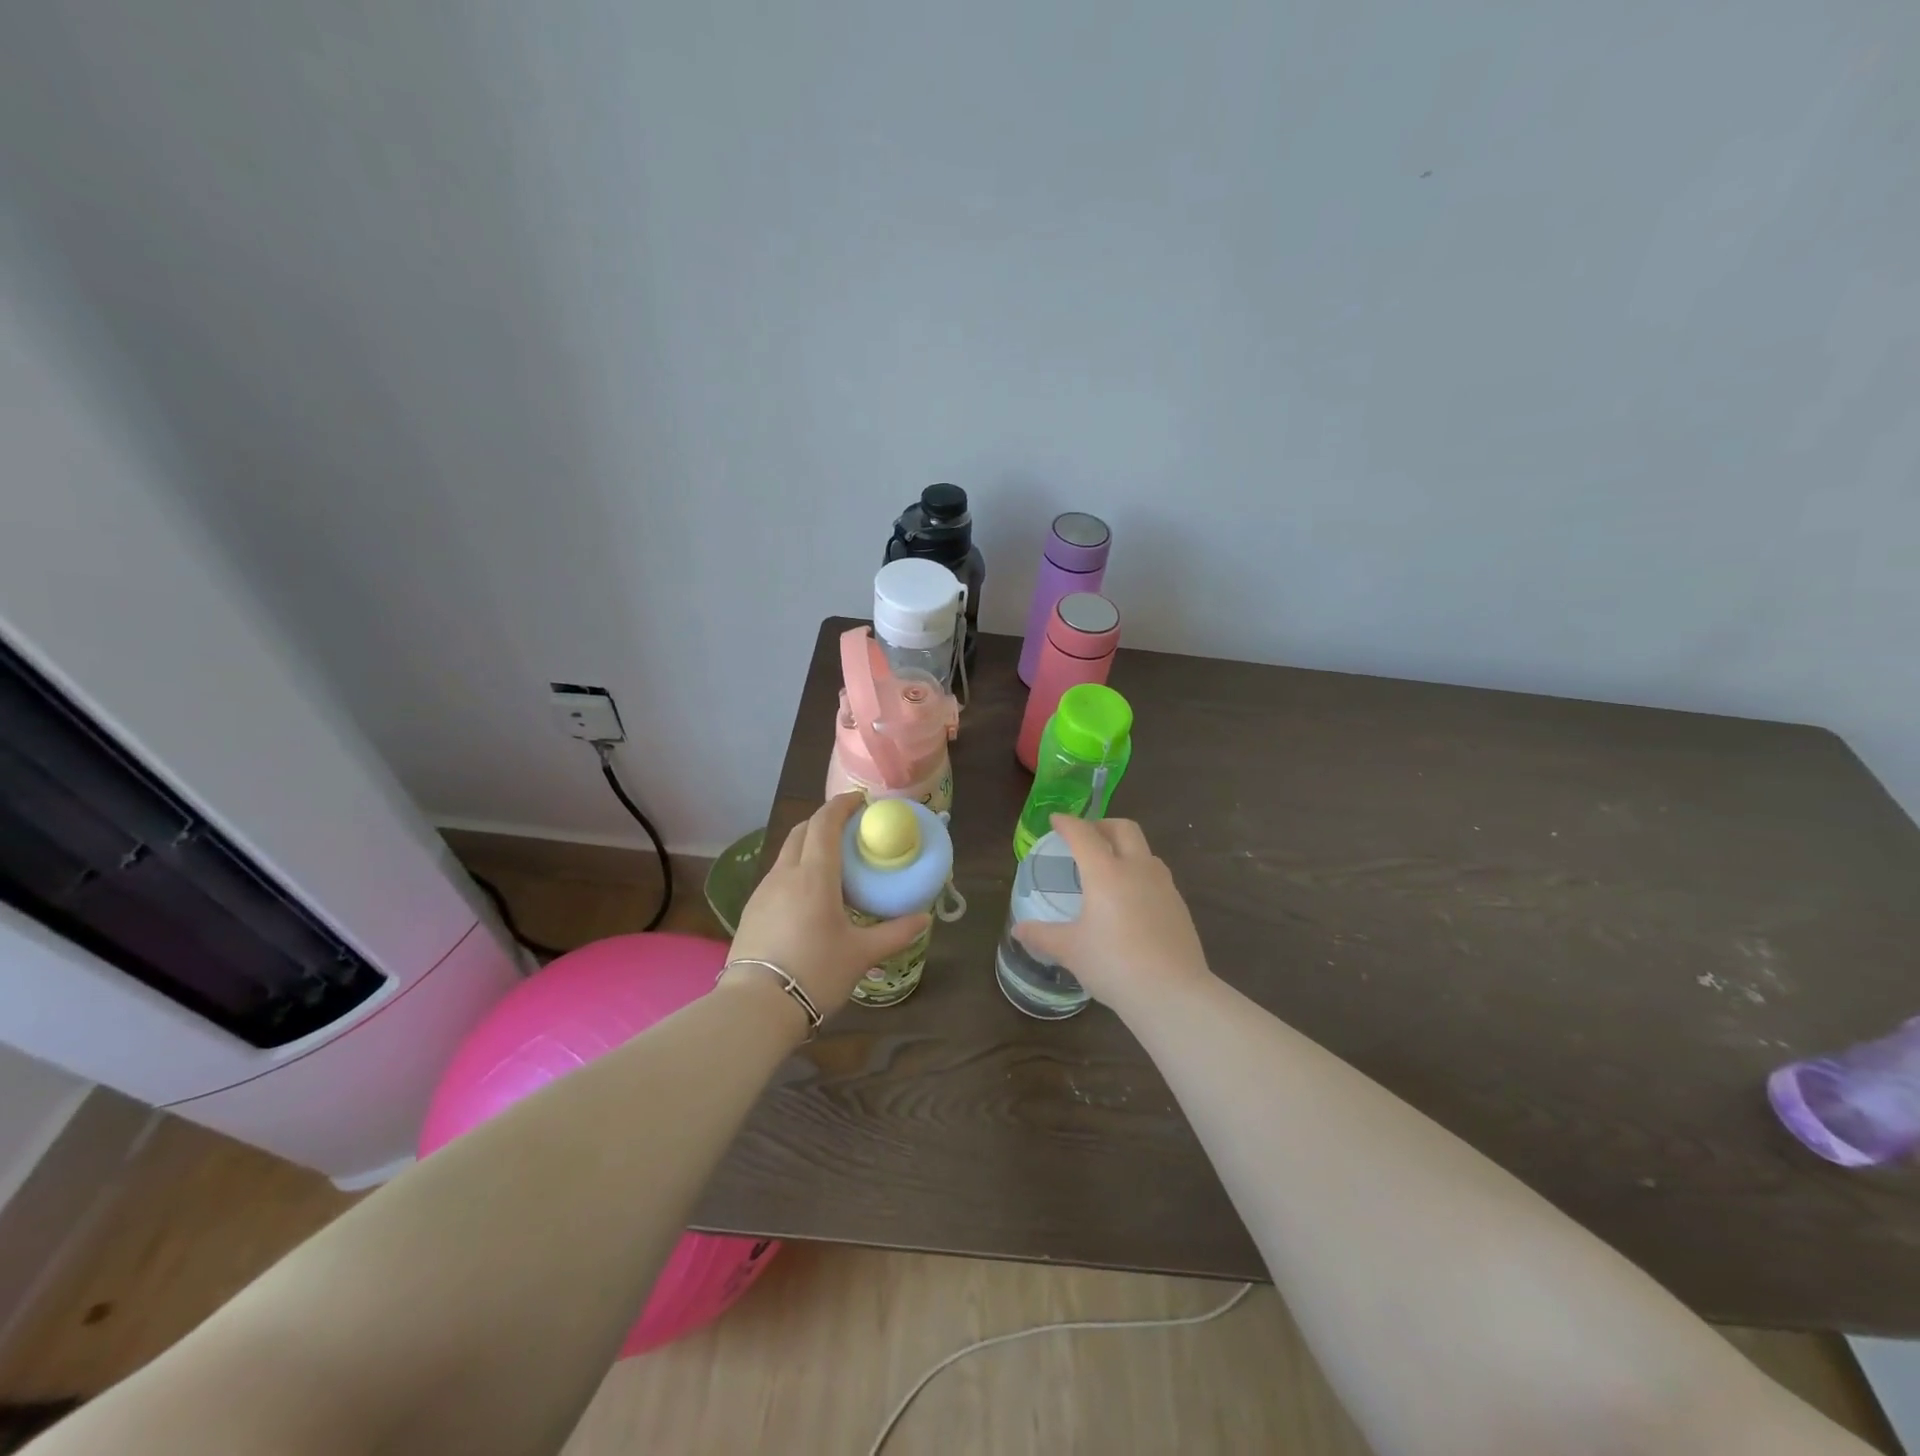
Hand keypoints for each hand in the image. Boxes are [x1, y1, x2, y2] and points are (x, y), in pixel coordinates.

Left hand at [723, 793, 929, 1022]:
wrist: (757, 1006)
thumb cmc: (815, 972)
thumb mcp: (861, 955)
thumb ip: (895, 933)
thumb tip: (924, 918)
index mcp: (814, 876)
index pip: (825, 823)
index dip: (842, 805)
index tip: (860, 801)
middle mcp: (786, 874)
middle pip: (802, 831)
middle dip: (825, 821)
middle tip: (850, 829)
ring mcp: (764, 891)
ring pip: (787, 852)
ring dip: (809, 844)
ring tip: (832, 863)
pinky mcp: (752, 909)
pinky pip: (778, 874)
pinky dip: (796, 868)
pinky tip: (809, 895)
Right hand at [1013, 815, 1213, 1017]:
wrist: (1173, 993)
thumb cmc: (1114, 965)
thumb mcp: (1071, 950)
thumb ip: (1043, 936)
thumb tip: (1019, 930)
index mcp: (1106, 872)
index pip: (1084, 834)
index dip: (1067, 823)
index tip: (1055, 820)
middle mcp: (1137, 869)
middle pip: (1123, 828)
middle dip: (1102, 825)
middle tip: (1086, 838)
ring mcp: (1164, 885)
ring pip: (1145, 850)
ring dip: (1125, 848)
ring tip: (1109, 869)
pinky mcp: (1180, 905)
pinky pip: (1156, 876)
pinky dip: (1139, 874)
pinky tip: (1131, 901)